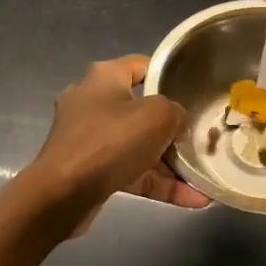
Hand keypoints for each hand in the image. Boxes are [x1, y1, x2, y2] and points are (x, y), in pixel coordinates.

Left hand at [24, 56, 209, 235]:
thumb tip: (178, 122)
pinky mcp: (90, 169)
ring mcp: (89, 138)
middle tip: (199, 137)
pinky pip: (131, 171)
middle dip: (173, 128)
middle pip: (143, 109)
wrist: (62, 195)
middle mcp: (93, 102)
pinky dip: (157, 182)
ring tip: (203, 175)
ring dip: (170, 162)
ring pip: (139, 145)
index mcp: (104, 77)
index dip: (169, 76)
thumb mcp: (157, 116)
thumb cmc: (110, 142)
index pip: (142, 66)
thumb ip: (176, 111)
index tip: (194, 91)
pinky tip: (193, 199)